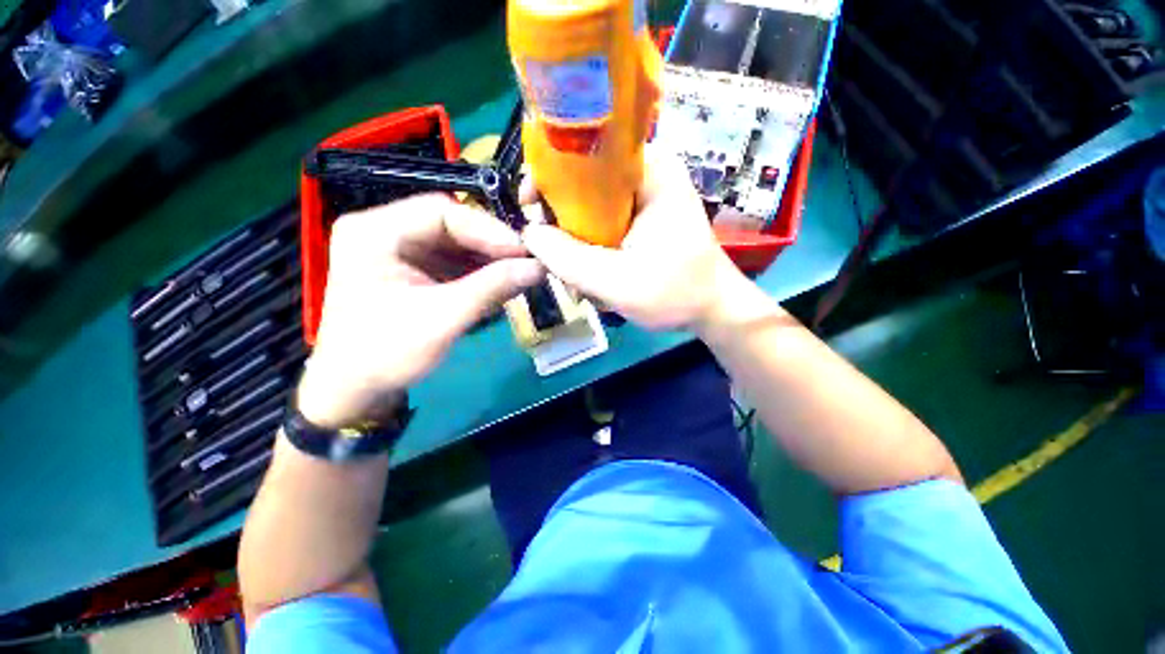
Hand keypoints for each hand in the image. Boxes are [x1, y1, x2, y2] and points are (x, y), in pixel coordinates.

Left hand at [298, 194, 543, 427]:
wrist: (353, 389)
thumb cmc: (387, 353)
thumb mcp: (443, 318)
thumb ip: (492, 288)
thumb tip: (538, 267)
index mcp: (375, 232)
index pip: (442, 211)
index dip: (489, 229)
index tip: (525, 251)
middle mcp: (385, 230)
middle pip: (451, 225)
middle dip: (492, 246)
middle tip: (527, 264)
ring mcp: (398, 250)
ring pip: (456, 243)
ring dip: (489, 260)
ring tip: (519, 275)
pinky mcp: (411, 269)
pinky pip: (452, 261)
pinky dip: (478, 272)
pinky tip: (499, 284)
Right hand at [521, 145, 746, 330]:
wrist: (712, 309)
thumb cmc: (676, 294)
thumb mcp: (617, 282)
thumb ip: (568, 258)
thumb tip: (528, 232)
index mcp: (649, 170)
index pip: (584, 153)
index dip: (548, 177)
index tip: (528, 208)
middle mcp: (646, 173)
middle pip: (583, 182)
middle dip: (561, 220)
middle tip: (551, 254)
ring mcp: (643, 197)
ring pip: (589, 207)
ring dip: (574, 241)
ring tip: (576, 277)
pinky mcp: (641, 218)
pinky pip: (601, 223)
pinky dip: (589, 248)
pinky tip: (591, 277)